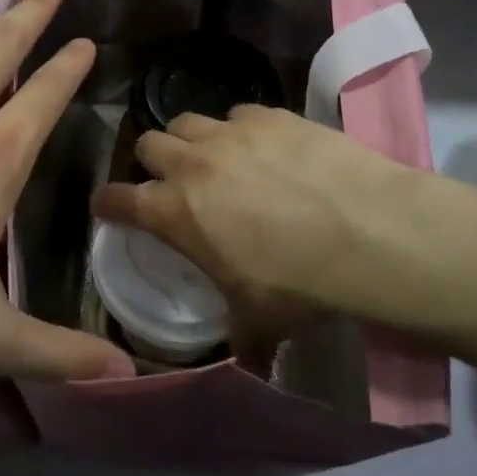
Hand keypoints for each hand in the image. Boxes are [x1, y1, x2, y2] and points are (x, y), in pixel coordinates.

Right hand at [91, 105, 419, 363]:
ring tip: (214, 158)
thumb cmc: (301, 284)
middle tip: (172, 180)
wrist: (369, 233)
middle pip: (147, 143)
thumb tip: (248, 361)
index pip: (117, 199)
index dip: (106, 203)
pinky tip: (264, 149)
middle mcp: (192, 164)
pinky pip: (237, 114)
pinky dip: (240, 131)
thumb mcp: (259, 320)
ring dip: (190, 140)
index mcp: (174, 212)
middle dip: (152, 162)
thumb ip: (239, 335)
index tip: (108, 206)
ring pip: (187, 120)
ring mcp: (231, 133)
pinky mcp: (270, 115)